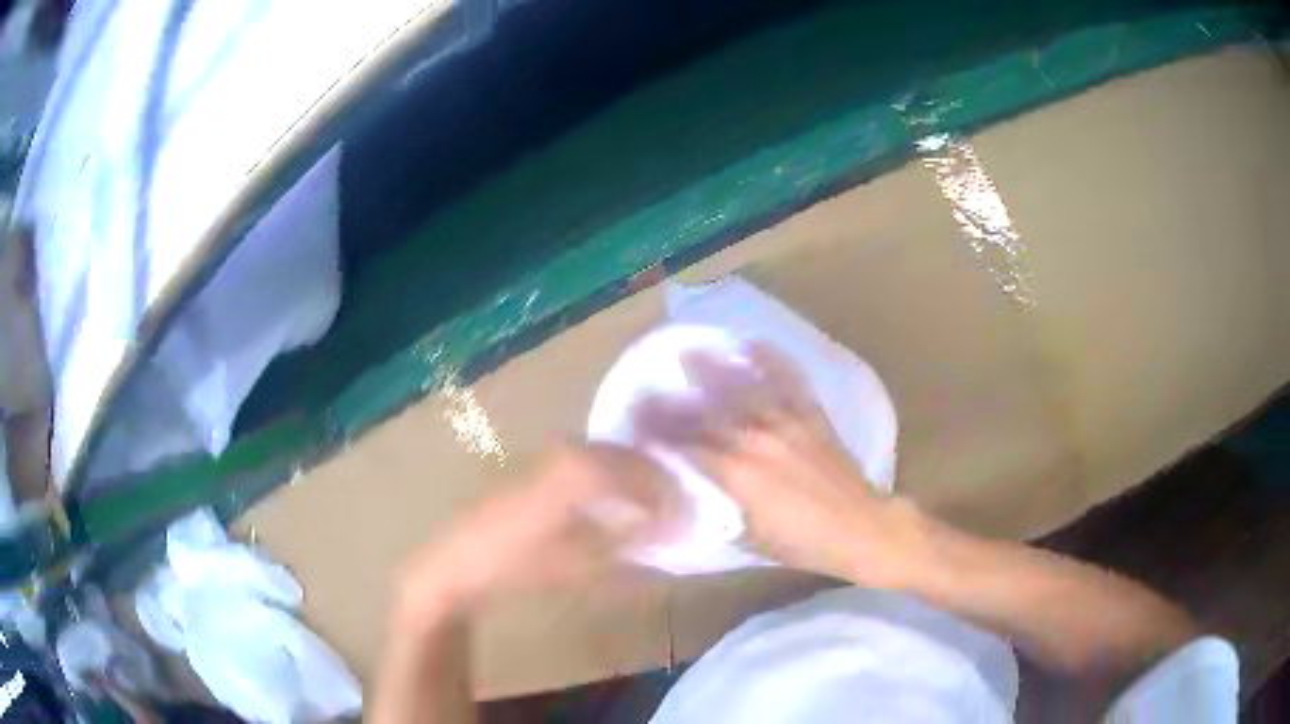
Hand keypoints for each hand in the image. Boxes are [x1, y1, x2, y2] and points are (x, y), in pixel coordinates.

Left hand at [393, 443, 674, 628]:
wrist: (456, 561)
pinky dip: (606, 474)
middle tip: (674, 502)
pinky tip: (612, 498)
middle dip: (651, 476)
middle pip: (622, 454)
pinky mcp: (534, 465)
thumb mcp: (577, 562)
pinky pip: (583, 459)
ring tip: (649, 501)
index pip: (635, 469)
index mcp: (575, 472)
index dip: (662, 487)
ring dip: (630, 473)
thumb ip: (625, 541)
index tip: (684, 508)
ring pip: (603, 453)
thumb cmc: (515, 565)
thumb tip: (665, 527)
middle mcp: (563, 451)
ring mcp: (546, 455)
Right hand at [636, 343, 923, 587]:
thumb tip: (694, 493)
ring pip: (744, 391)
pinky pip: (791, 383)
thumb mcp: (750, 539)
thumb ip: (719, 510)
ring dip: (715, 371)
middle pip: (707, 416)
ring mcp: (787, 425)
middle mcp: (757, 441)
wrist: (860, 529)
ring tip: (692, 353)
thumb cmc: (802, 544)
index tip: (636, 422)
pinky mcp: (813, 418)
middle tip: (650, 390)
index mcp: (737, 475)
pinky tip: (755, 344)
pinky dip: (774, 361)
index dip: (658, 434)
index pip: (687, 447)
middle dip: (674, 404)